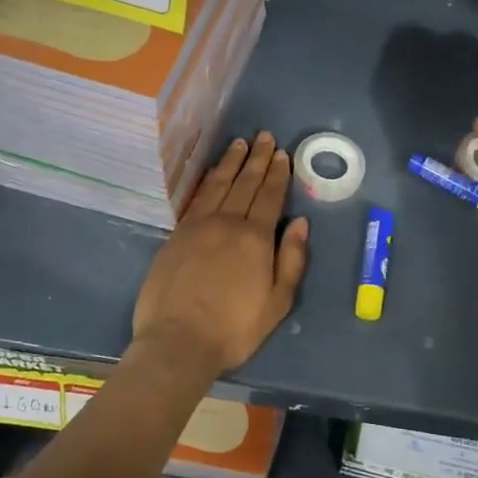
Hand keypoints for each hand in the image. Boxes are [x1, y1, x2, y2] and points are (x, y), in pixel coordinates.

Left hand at [132, 133, 310, 374]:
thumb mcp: (277, 302)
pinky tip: (213, 173)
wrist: (178, 341)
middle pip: (245, 183)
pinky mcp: (176, 235)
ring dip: (231, 163)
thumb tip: (301, 223)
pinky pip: (196, 198)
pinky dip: (207, 181)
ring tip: (240, 144)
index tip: (282, 154)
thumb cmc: (234, 328)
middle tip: (264, 137)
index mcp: (256, 238)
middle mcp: (227, 223)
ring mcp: (198, 226)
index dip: (277, 174)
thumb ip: (292, 259)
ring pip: (218, 185)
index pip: (270, 196)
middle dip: (257, 159)